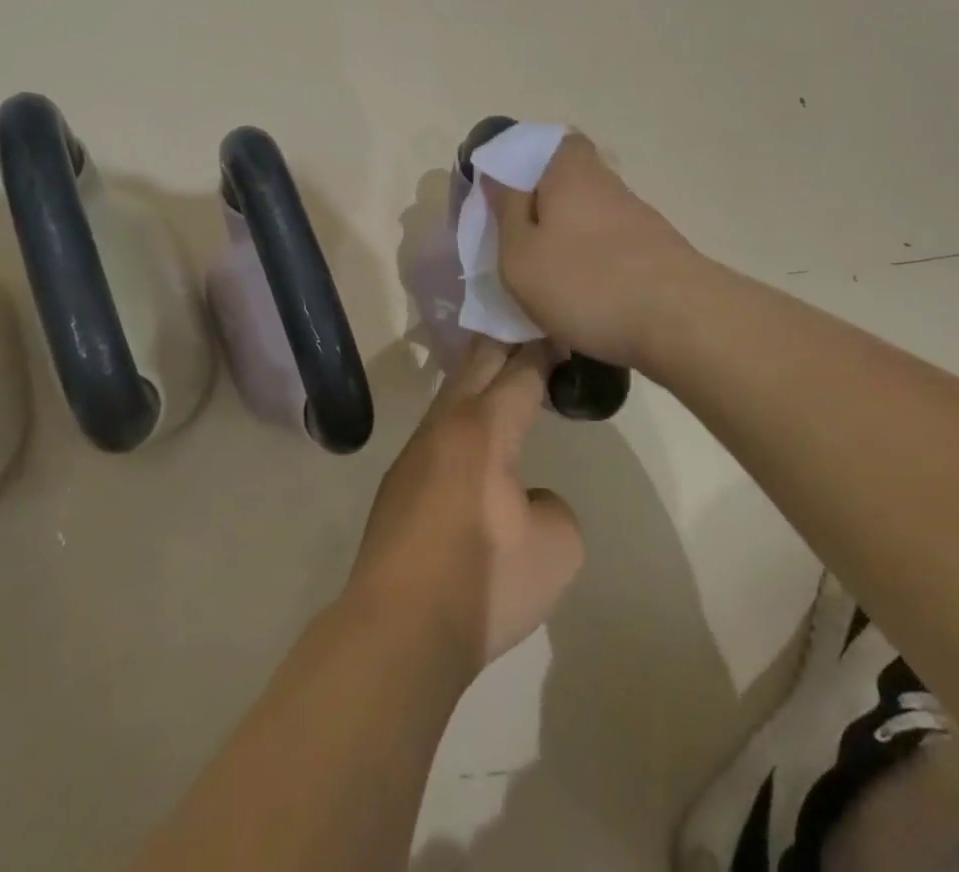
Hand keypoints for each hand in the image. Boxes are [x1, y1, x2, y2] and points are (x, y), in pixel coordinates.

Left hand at [345, 339, 583, 675]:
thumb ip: (552, 504)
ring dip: (478, 375)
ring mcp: (415, 451)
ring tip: (503, 371)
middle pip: (477, 363)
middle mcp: (446, 425)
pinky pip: (437, 427)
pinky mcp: (398, 480)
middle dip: (507, 342)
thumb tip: (523, 498)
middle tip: (533, 331)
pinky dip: (462, 412)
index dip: (543, 350)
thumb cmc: (484, 582)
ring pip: (451, 392)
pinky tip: (471, 435)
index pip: (520, 371)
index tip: (560, 334)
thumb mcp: (556, 547)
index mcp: (485, 429)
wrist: (398, 628)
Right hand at [486, 133, 701, 372]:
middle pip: (570, 179)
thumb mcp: (521, 254)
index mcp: (570, 172)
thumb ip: (506, 210)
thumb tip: (497, 175)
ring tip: (546, 277)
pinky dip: (593, 261)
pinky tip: (583, 296)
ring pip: (590, 214)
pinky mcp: (656, 252)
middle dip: (544, 203)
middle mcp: (608, 184)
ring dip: (568, 236)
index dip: (528, 158)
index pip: (554, 141)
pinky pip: (611, 244)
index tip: (506, 189)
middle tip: (518, 239)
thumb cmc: (587, 283)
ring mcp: (638, 218)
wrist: (683, 324)